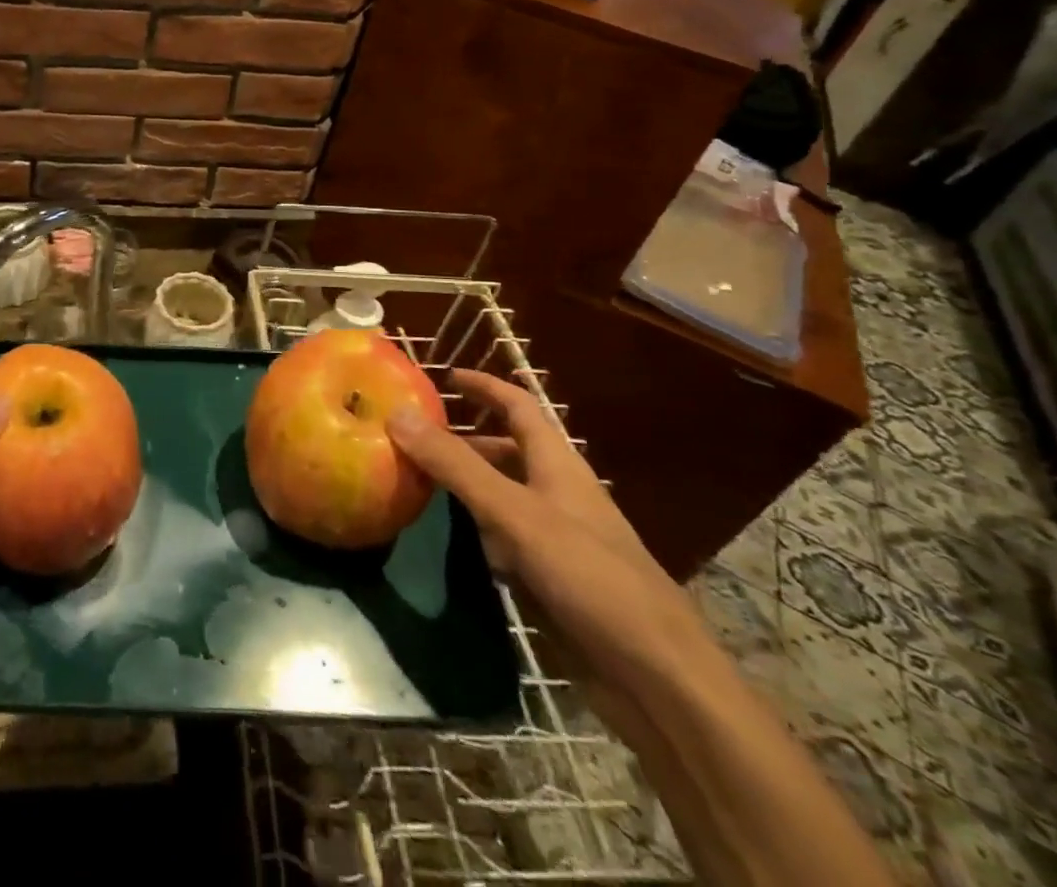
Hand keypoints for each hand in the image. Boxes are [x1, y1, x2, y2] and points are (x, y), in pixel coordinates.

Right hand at [388, 368, 706, 702]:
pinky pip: (500, 541)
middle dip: (460, 439)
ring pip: (499, 496)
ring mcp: (554, 539)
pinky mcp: (548, 580)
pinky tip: (440, 539)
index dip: (484, 386)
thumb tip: (398, 414)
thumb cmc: (590, 578)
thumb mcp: (515, 514)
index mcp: (558, 466)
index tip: (442, 376)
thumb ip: (456, 465)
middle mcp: (556, 494)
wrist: (658, 680)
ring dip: (461, 486)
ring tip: (411, 482)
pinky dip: (471, 531)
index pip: (519, 406)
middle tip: (408, 438)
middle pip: (505, 451)